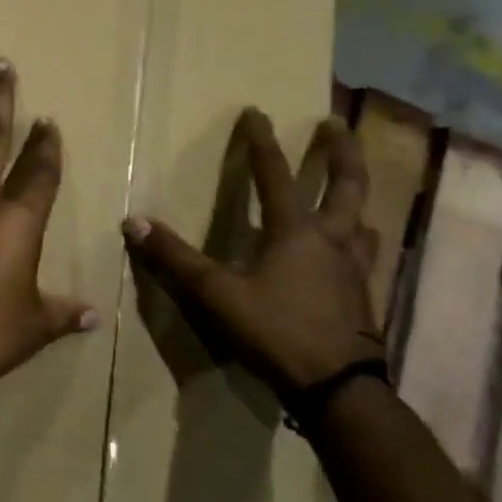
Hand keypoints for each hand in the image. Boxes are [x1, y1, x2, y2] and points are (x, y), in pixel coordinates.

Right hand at [122, 110, 382, 401]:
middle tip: (335, 125)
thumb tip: (134, 222)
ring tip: (351, 191)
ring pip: (365, 221)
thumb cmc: (277, 331)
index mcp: (296, 232)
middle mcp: (332, 240)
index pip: (275, 175)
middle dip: (341, 152)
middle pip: (347, 185)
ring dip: (357, 198)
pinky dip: (361, 241)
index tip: (257, 112)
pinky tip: (353, 253)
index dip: (262, 142)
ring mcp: (355, 270)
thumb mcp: (216, 295)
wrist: (339, 389)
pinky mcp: (364, 298)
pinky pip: (367, 256)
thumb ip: (175, 259)